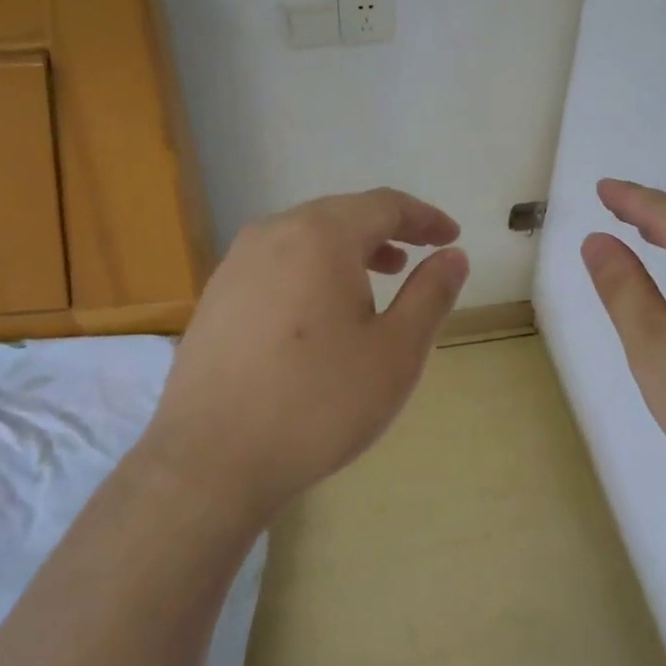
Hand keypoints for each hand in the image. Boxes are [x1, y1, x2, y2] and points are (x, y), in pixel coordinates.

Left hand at [144, 188, 468, 529]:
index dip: (424, 217)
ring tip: (376, 281)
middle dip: (386, 231)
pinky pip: (277, 264)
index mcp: (321, 235)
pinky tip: (320, 313)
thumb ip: (431, 294)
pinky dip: (313, 271)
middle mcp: (272, 234)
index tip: (451, 237)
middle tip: (417, 257)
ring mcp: (235, 265)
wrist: (212, 461)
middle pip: (341, 215)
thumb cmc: (319, 402)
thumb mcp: (396, 351)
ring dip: (348, 251)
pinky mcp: (216, 298)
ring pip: (305, 239)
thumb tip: (454, 256)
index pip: (384, 205)